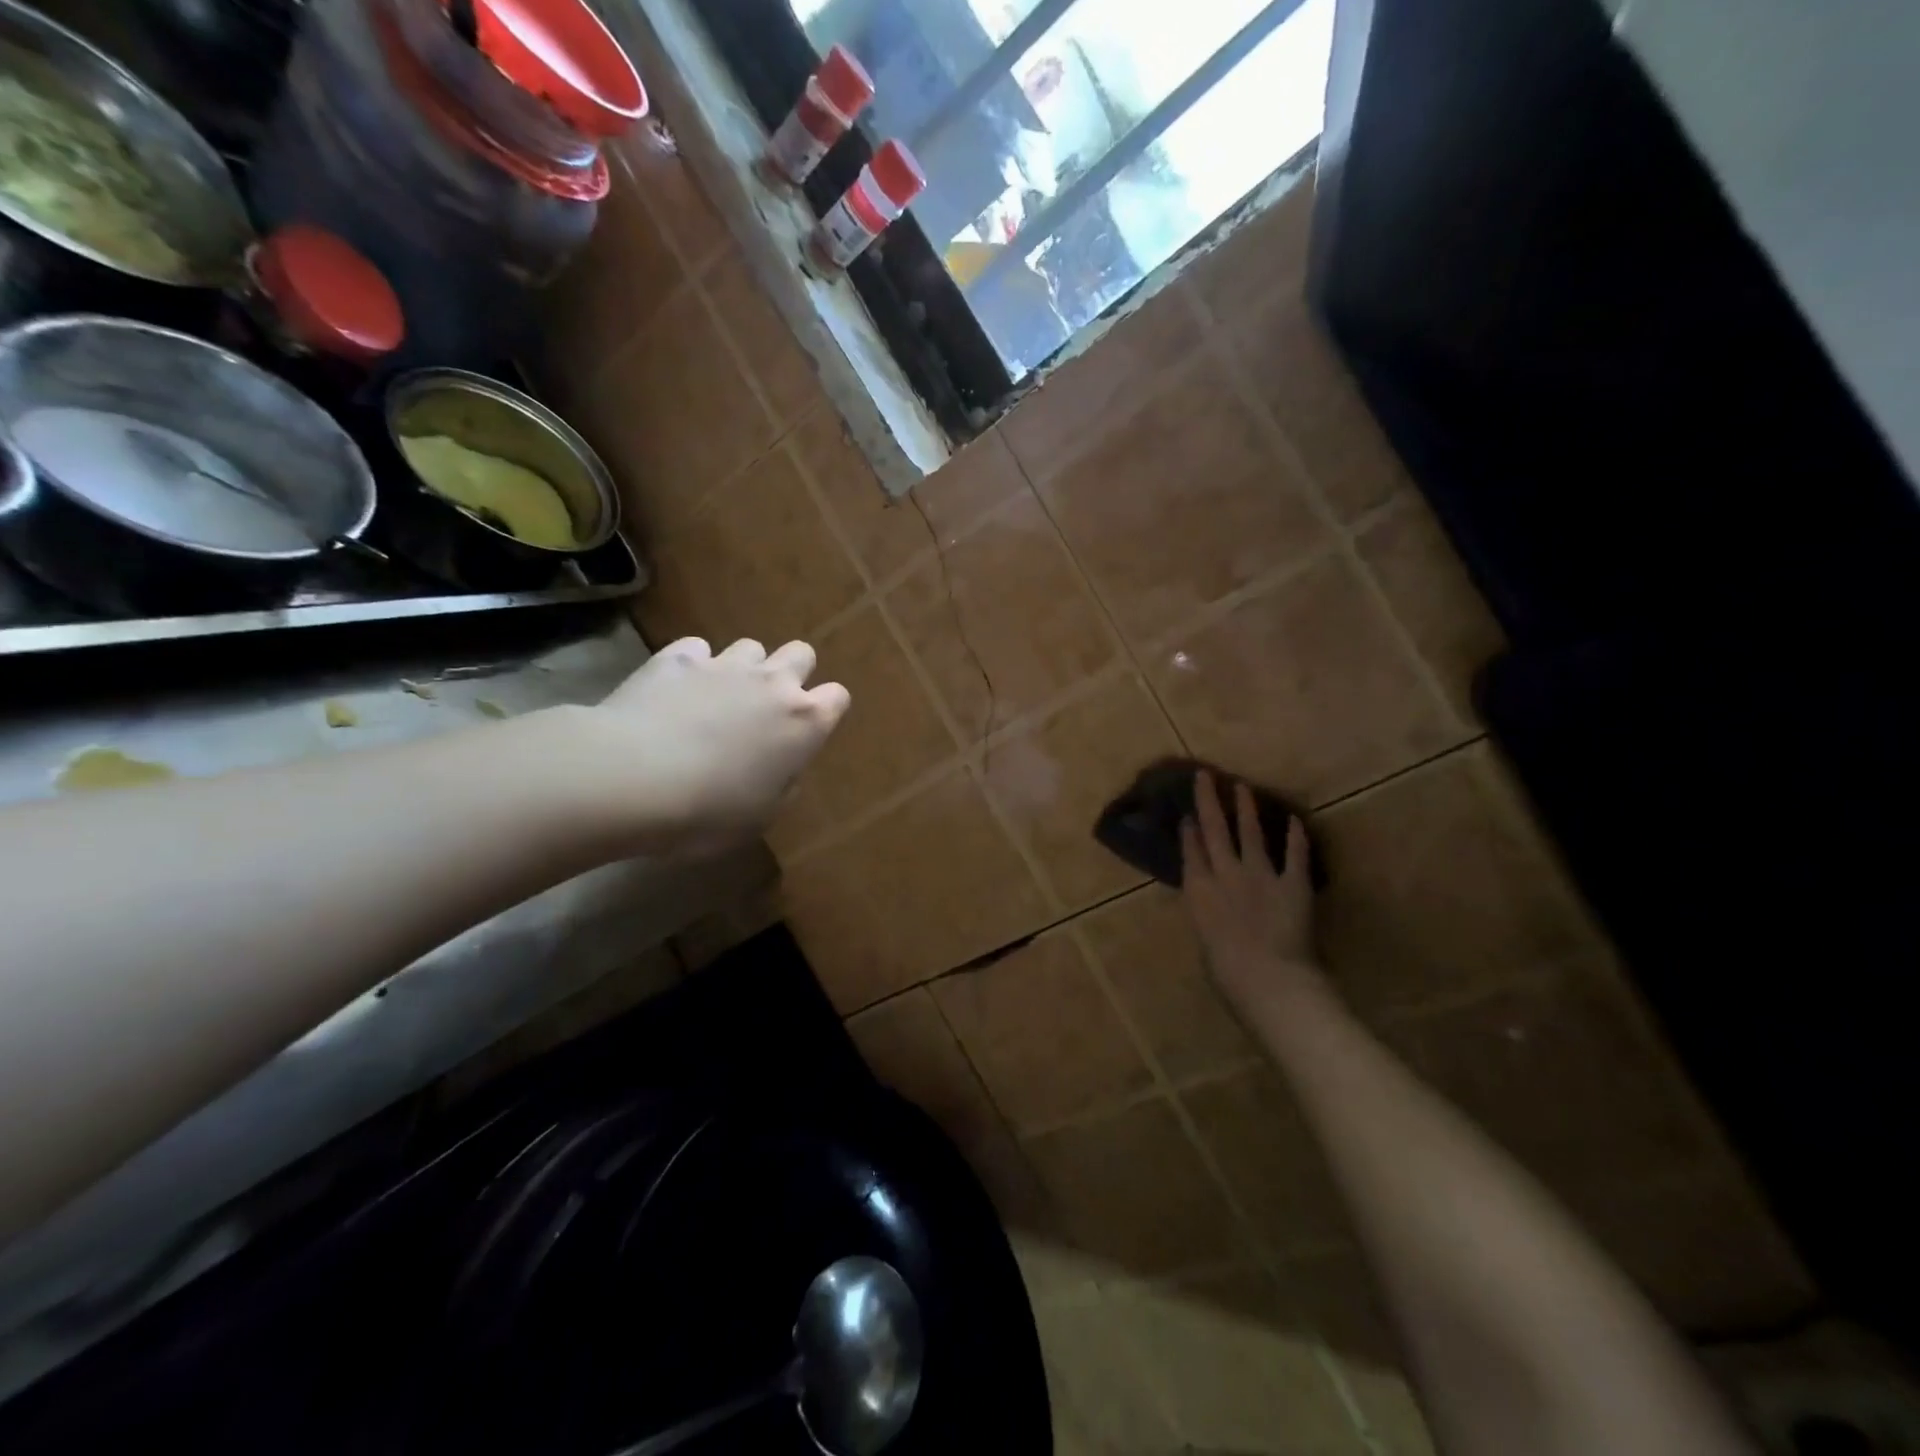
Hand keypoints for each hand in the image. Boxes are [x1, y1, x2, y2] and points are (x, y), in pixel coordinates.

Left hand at [592, 637, 848, 851]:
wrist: (632, 779)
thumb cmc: (709, 811)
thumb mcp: (762, 816)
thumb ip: (783, 783)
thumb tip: (782, 767)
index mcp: (804, 722)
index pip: (838, 697)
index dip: (825, 711)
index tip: (806, 732)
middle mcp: (773, 683)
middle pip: (802, 653)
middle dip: (791, 673)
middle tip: (767, 707)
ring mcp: (724, 664)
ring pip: (751, 646)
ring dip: (743, 669)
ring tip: (718, 698)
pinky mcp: (677, 657)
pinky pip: (697, 648)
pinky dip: (693, 665)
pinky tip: (676, 689)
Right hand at [1180, 772, 1322, 1004]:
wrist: (1268, 977)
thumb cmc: (1226, 972)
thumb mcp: (1205, 940)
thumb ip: (1208, 916)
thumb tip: (1214, 909)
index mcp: (1199, 890)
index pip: (1191, 851)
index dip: (1189, 830)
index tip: (1188, 814)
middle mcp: (1225, 873)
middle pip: (1214, 830)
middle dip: (1208, 801)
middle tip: (1205, 775)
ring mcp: (1260, 874)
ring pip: (1250, 833)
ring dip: (1246, 808)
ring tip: (1242, 787)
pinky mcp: (1293, 882)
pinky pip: (1294, 854)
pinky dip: (1295, 836)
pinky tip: (1294, 820)